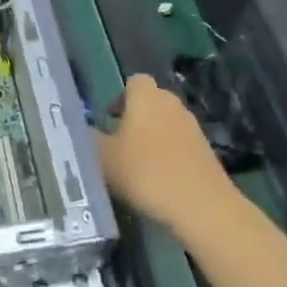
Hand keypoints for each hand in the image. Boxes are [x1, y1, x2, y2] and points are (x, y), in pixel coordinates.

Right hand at [95, 74, 239, 236]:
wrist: (201, 205)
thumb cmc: (146, 172)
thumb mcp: (104, 158)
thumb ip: (89, 139)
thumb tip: (81, 129)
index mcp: (146, 96)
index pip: (133, 82)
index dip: (119, 98)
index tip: (109, 120)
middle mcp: (171, 103)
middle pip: (150, 102)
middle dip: (134, 118)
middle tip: (117, 144)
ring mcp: (192, 126)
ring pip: (165, 123)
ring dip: (151, 138)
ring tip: (136, 166)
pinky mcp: (205, 150)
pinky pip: (179, 144)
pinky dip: (168, 155)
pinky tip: (158, 180)